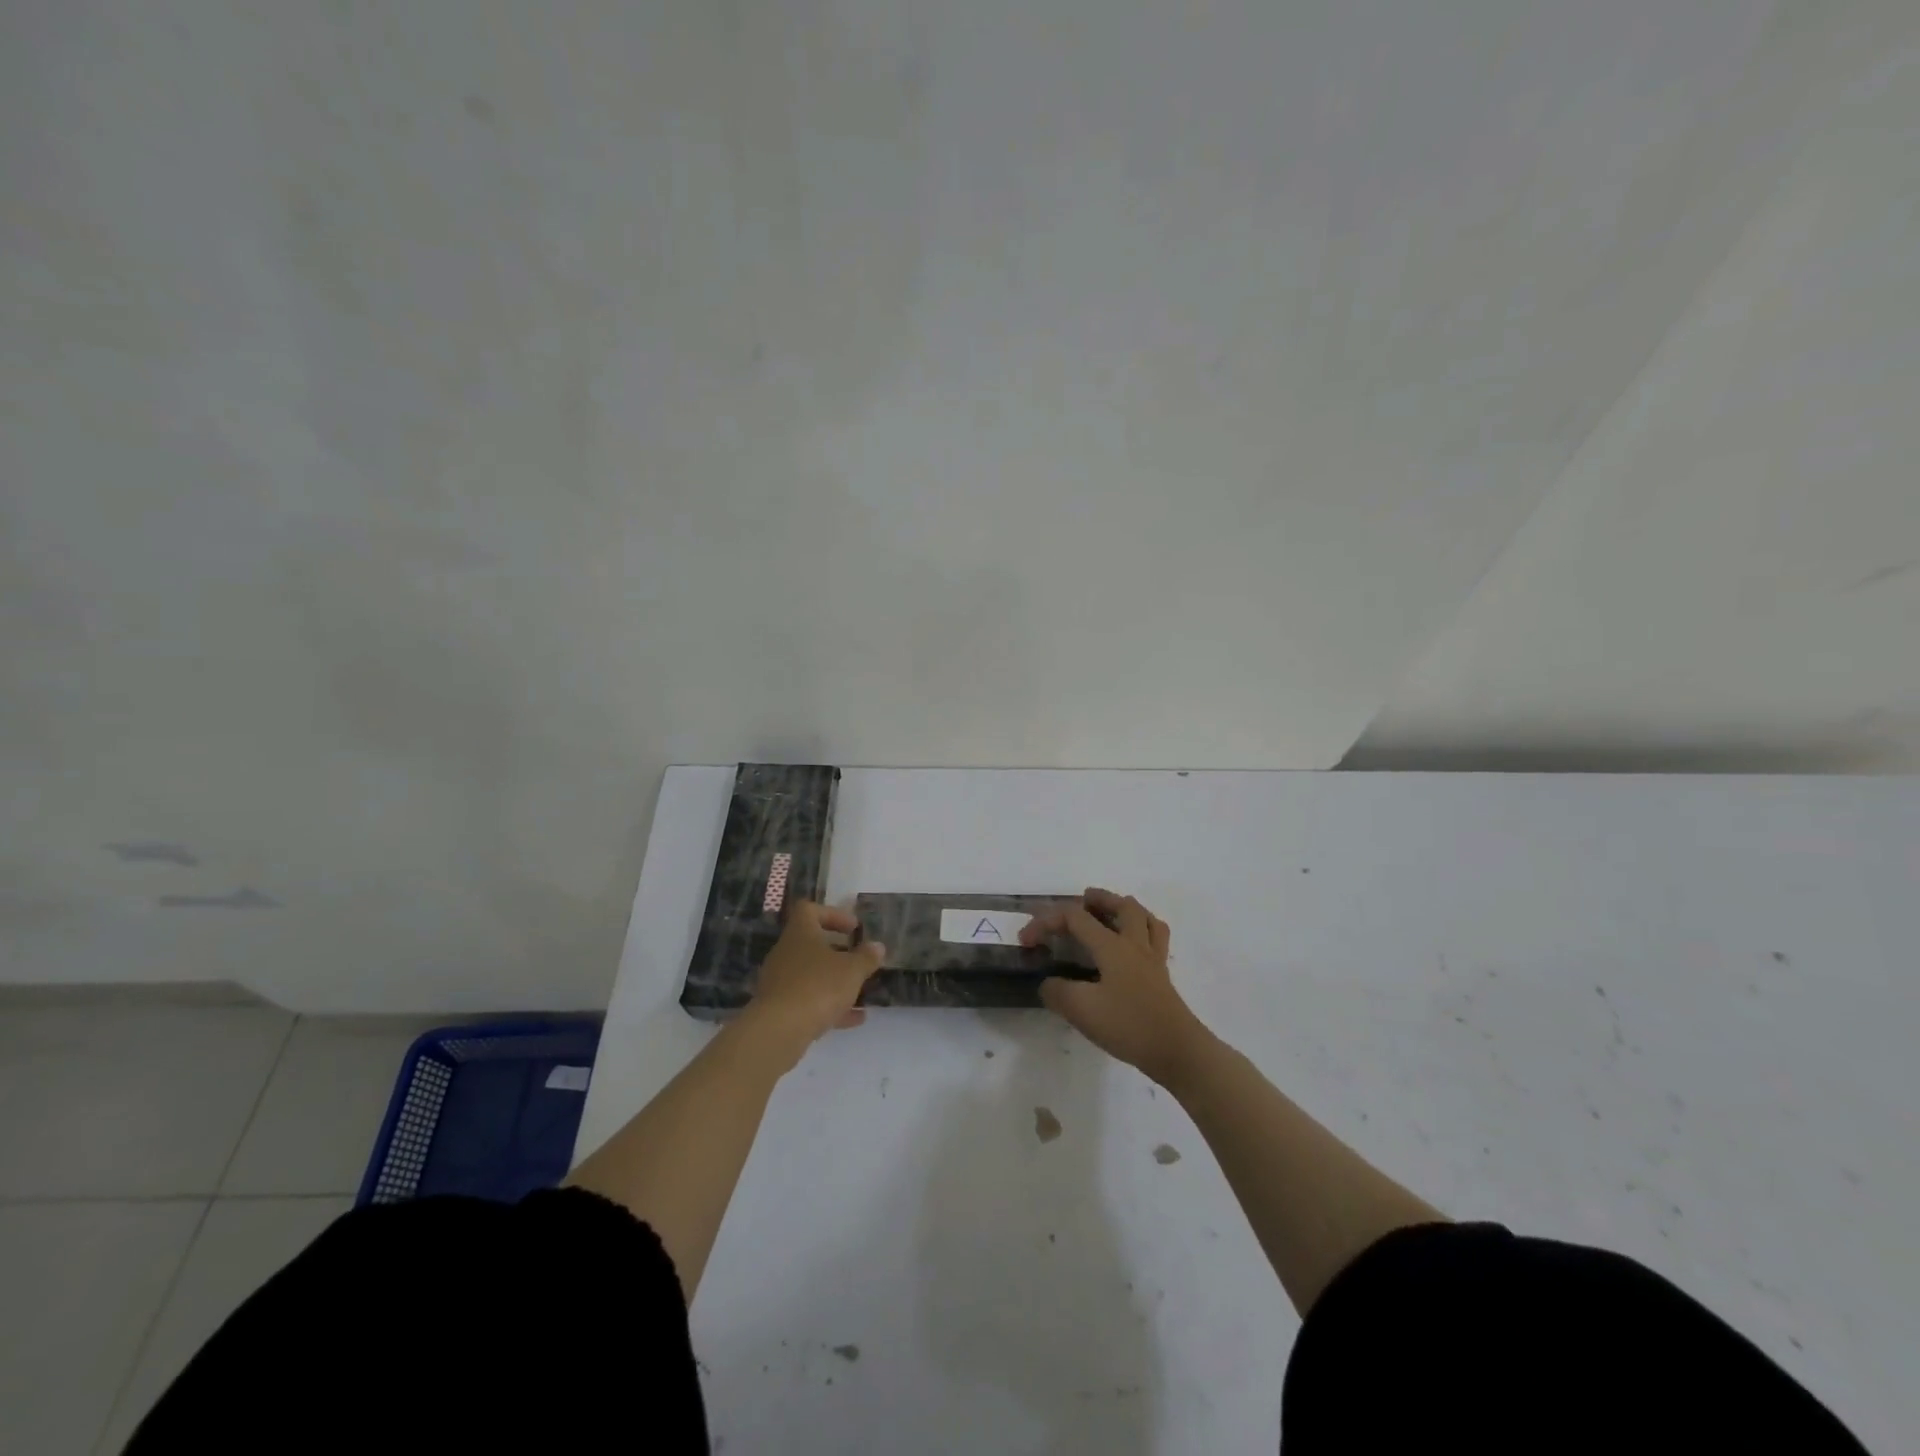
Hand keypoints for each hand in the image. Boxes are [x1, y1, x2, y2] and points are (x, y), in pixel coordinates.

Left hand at [741, 901, 884, 1066]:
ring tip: (862, 993)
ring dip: (835, 982)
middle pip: (812, 944)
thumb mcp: (852, 970)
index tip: (853, 928)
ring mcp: (780, 981)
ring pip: (812, 975)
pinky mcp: (779, 1008)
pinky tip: (853, 1019)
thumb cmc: (818, 986)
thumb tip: (877, 946)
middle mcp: (786, 953)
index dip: (833, 914)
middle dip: (838, 953)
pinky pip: (808, 1001)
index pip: (810, 910)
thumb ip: (866, 957)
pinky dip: (829, 1006)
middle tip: (859, 960)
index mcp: (800, 933)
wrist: (778, 1031)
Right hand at [1021, 888, 1207, 1083]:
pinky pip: (1156, 939)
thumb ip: (1057, 992)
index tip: (1026, 940)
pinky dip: (1143, 931)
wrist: (1177, 1051)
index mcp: (1112, 946)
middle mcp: (1134, 944)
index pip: (1075, 918)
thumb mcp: (1081, 1010)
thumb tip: (1048, 984)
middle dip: (1099, 899)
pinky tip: (1134, 946)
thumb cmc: (1128, 1025)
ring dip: (1126, 909)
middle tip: (1083, 900)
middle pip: (1122, 906)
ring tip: (1112, 914)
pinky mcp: (1162, 978)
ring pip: (1145, 919)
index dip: (1046, 921)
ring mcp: (1153, 960)